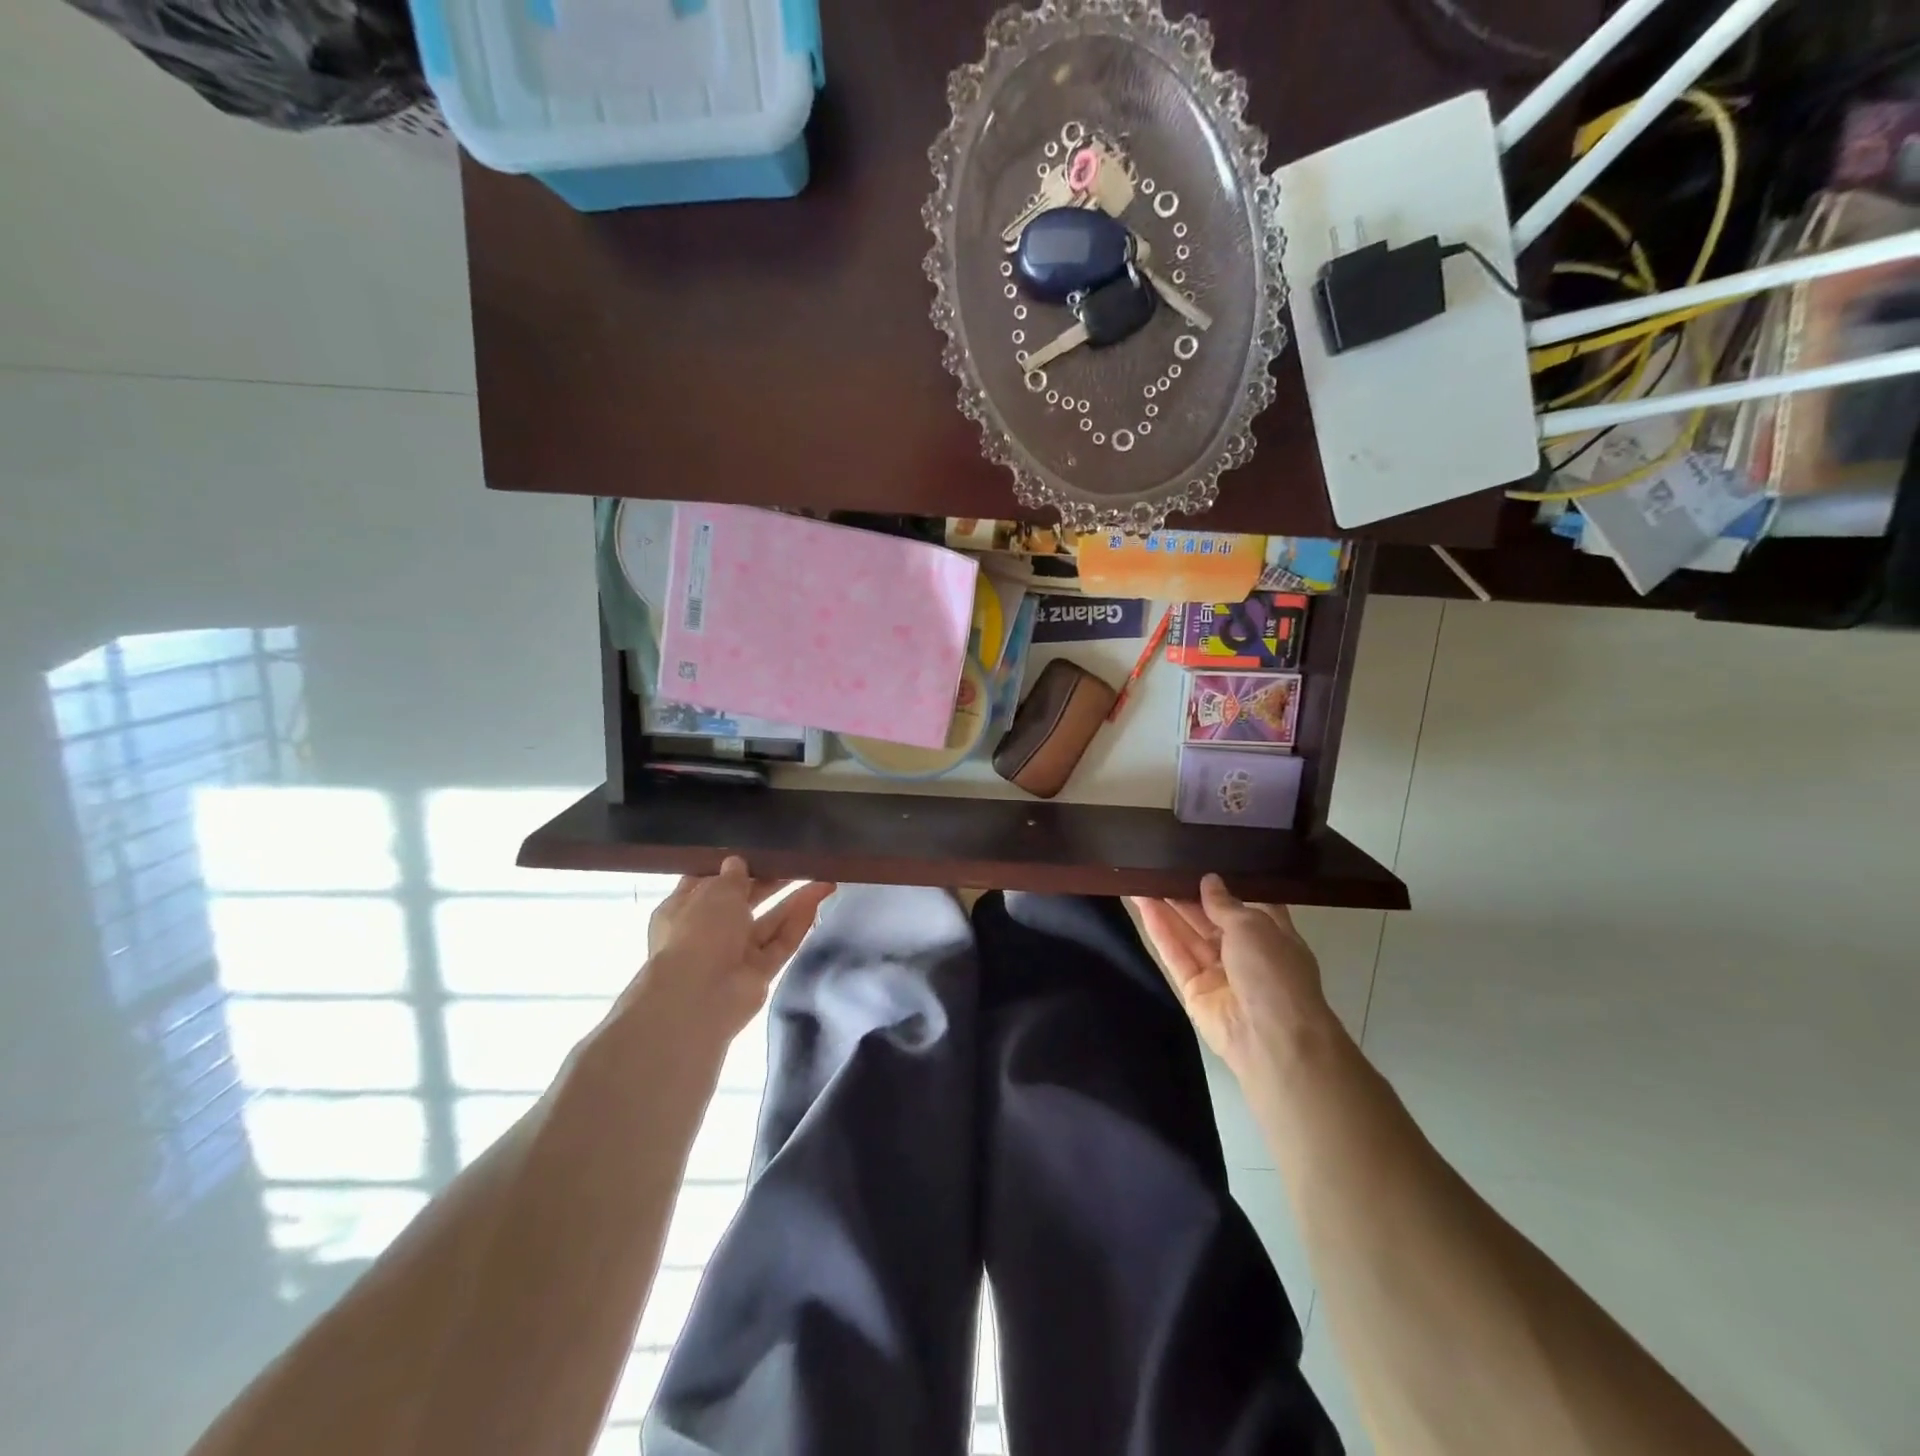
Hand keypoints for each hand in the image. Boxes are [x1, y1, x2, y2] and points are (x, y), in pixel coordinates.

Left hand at [633, 859, 835, 1046]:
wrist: (700, 997)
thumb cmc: (699, 931)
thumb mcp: (716, 891)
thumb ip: (732, 875)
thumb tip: (737, 863)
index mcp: (683, 909)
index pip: (707, 883)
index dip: (731, 868)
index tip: (757, 852)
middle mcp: (707, 931)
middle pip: (743, 902)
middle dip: (769, 883)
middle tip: (797, 863)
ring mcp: (734, 954)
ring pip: (768, 923)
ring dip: (793, 901)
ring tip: (823, 878)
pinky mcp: (758, 973)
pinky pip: (781, 943)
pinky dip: (798, 923)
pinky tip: (818, 899)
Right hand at [1129, 875, 1329, 1075]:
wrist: (1272, 1039)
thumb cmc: (1274, 973)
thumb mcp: (1254, 926)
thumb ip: (1224, 903)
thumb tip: (1209, 881)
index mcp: (1272, 936)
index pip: (1246, 904)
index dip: (1223, 885)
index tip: (1199, 861)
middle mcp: (1245, 952)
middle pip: (1211, 918)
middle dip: (1187, 894)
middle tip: (1160, 867)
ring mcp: (1218, 972)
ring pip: (1188, 934)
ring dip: (1167, 907)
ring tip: (1141, 879)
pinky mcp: (1193, 989)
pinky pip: (1175, 954)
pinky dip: (1159, 929)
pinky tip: (1142, 904)